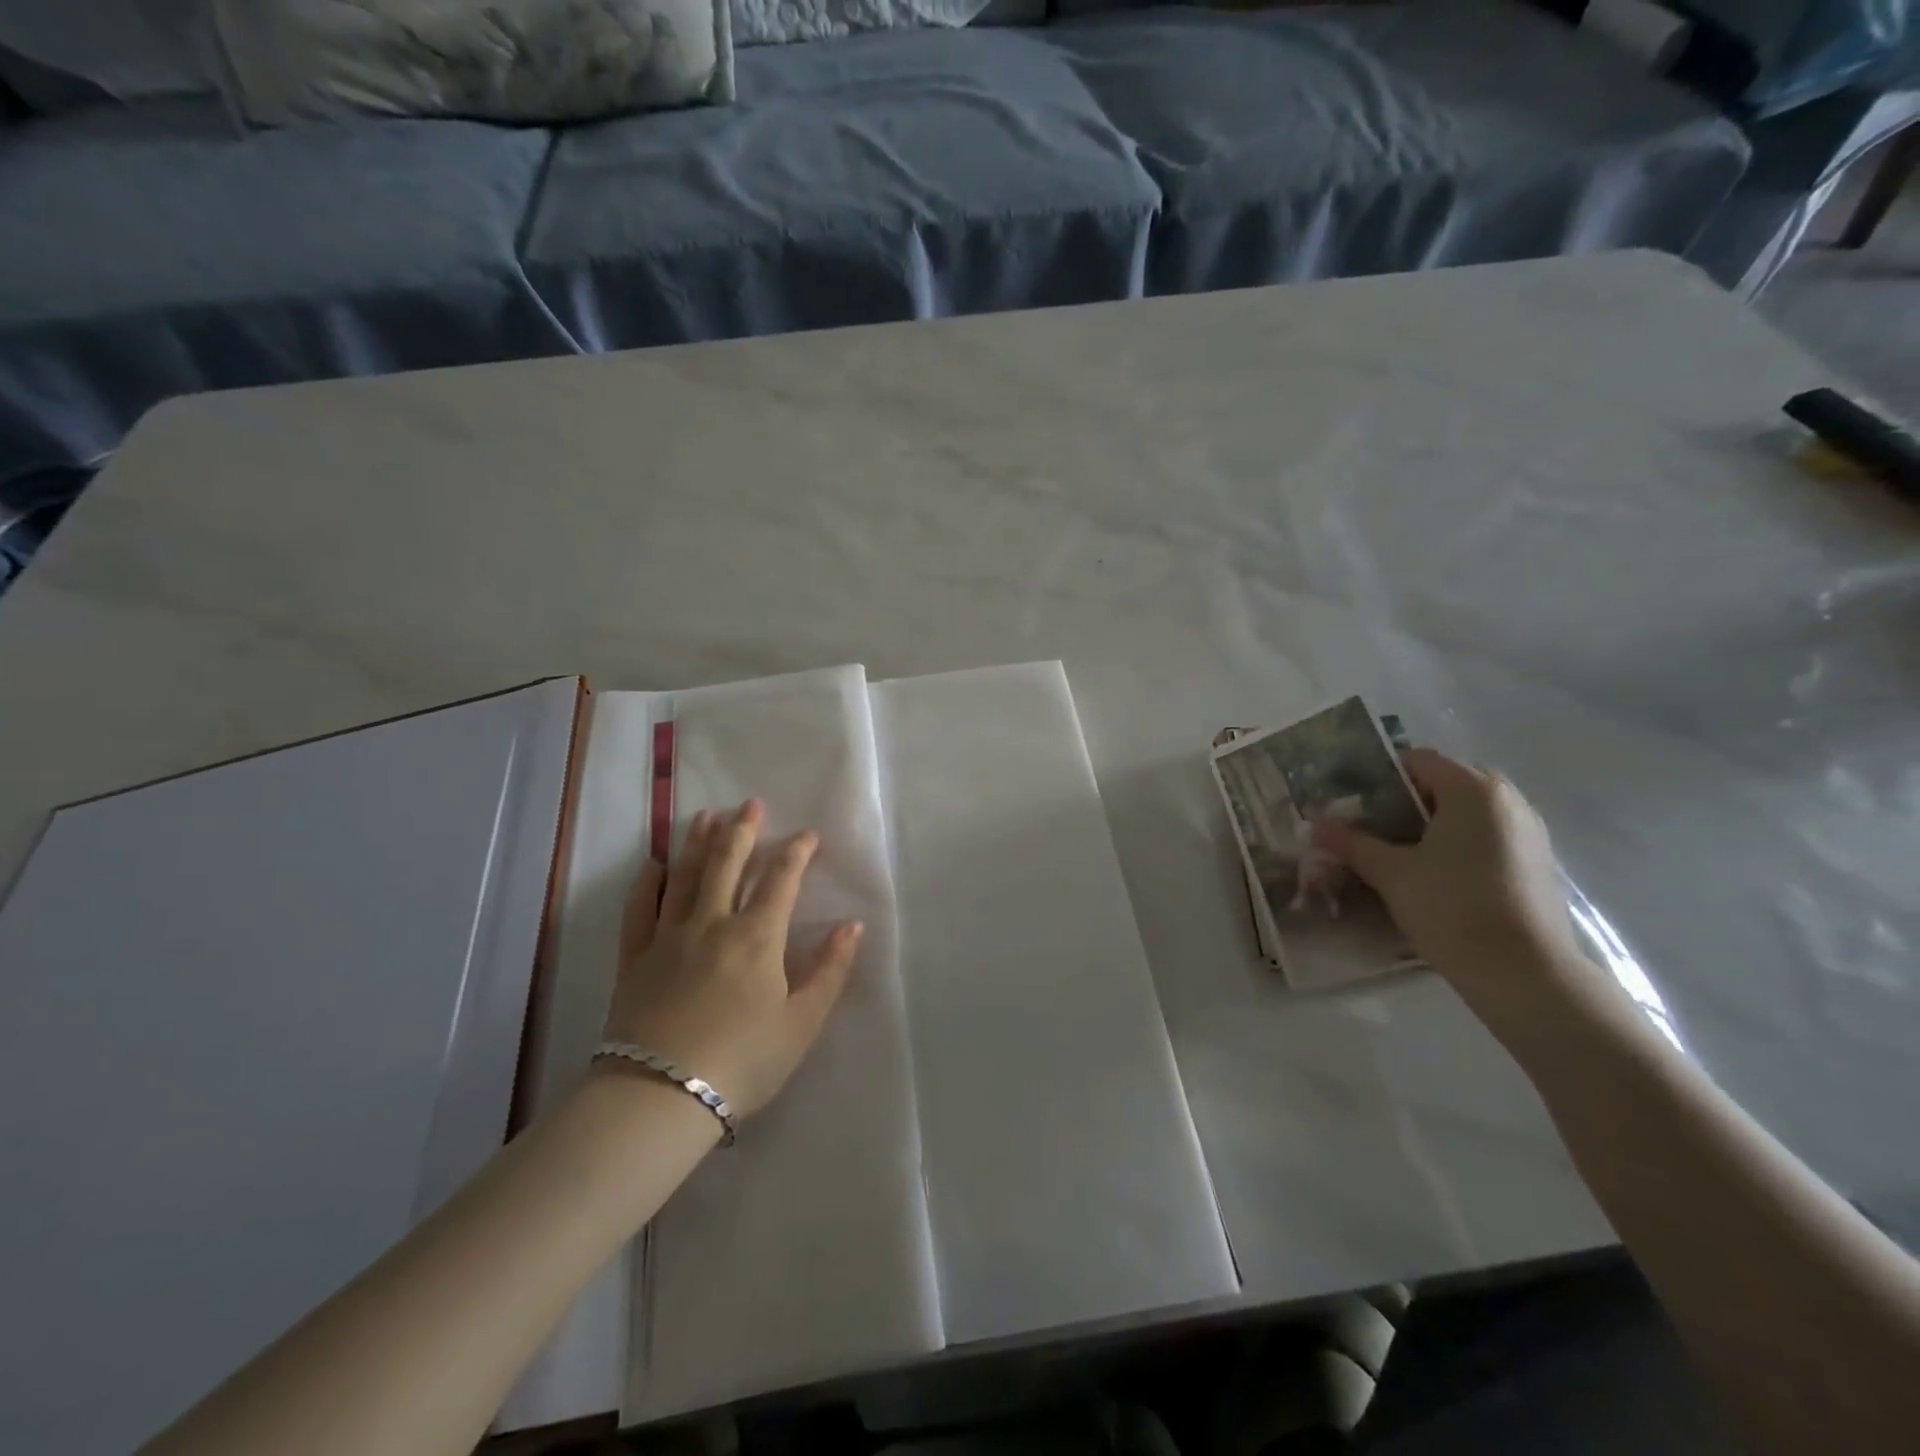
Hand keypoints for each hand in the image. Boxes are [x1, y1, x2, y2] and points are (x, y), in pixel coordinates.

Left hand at [602, 801, 862, 1118]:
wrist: (660, 1097)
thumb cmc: (742, 1062)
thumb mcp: (802, 1023)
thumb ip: (830, 970)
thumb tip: (853, 925)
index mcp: (757, 937)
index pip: (781, 880)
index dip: (797, 852)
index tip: (808, 834)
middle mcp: (713, 923)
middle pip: (728, 864)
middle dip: (743, 831)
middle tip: (751, 803)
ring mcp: (669, 937)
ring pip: (685, 876)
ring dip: (697, 842)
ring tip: (706, 815)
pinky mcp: (635, 958)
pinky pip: (640, 909)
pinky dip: (648, 883)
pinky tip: (654, 865)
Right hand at [1312, 750, 1596, 1035]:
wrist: (1524, 974)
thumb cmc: (1452, 907)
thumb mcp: (1390, 873)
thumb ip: (1351, 842)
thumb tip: (1315, 824)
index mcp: (1473, 790)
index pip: (1418, 760)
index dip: (1380, 775)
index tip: (1352, 801)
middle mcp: (1507, 801)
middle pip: (1444, 785)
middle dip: (1404, 802)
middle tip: (1370, 829)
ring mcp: (1529, 833)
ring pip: (1467, 814)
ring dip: (1431, 825)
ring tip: (1397, 855)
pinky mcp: (1537, 864)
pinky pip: (1487, 838)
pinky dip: (1457, 846)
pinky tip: (1433, 877)